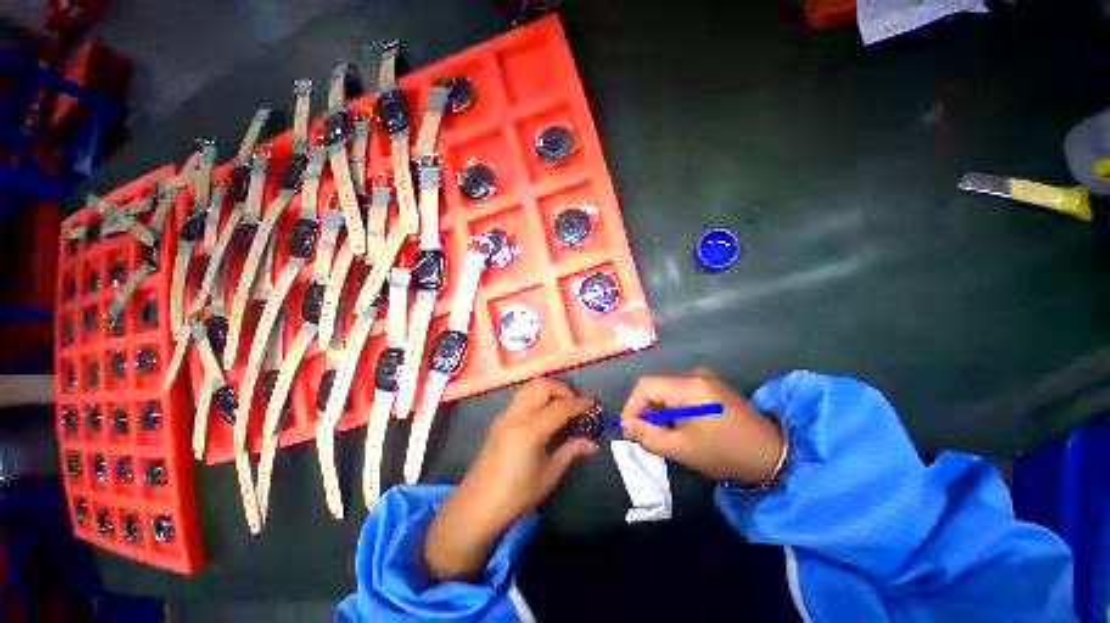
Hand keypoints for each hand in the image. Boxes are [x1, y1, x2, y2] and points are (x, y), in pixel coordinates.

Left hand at [424, 378, 596, 579]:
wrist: (477, 505)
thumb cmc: (516, 495)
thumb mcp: (549, 475)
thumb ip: (571, 451)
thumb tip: (592, 442)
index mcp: (530, 430)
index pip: (560, 406)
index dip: (579, 403)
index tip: (592, 403)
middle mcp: (516, 415)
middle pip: (542, 386)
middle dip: (562, 389)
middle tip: (574, 404)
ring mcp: (505, 414)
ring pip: (529, 387)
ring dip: (548, 390)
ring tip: (560, 406)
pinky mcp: (499, 419)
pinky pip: (521, 396)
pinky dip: (536, 396)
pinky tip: (543, 414)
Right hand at [619, 367, 783, 484]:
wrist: (772, 454)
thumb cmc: (726, 453)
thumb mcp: (683, 449)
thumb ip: (649, 436)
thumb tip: (627, 425)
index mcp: (689, 386)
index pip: (646, 386)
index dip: (631, 405)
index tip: (628, 428)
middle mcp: (694, 374)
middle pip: (655, 386)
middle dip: (644, 410)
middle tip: (641, 434)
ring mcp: (703, 378)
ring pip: (666, 389)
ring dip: (657, 410)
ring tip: (658, 432)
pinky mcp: (709, 385)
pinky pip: (678, 391)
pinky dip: (670, 407)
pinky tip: (674, 425)